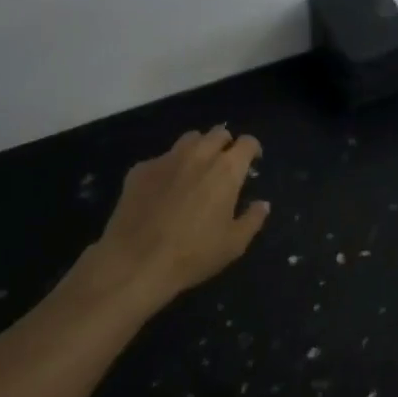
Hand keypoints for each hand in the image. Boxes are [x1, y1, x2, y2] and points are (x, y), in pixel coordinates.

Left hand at [76, 128, 268, 306]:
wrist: (134, 263)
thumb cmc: (193, 254)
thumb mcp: (234, 244)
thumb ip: (253, 219)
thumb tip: (262, 204)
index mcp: (226, 170)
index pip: (247, 143)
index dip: (253, 149)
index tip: (252, 162)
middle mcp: (199, 155)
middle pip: (218, 133)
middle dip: (226, 144)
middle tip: (224, 165)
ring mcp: (167, 159)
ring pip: (189, 139)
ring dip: (198, 148)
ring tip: (195, 170)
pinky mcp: (140, 169)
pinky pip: (161, 158)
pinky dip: (169, 167)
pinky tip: (163, 190)